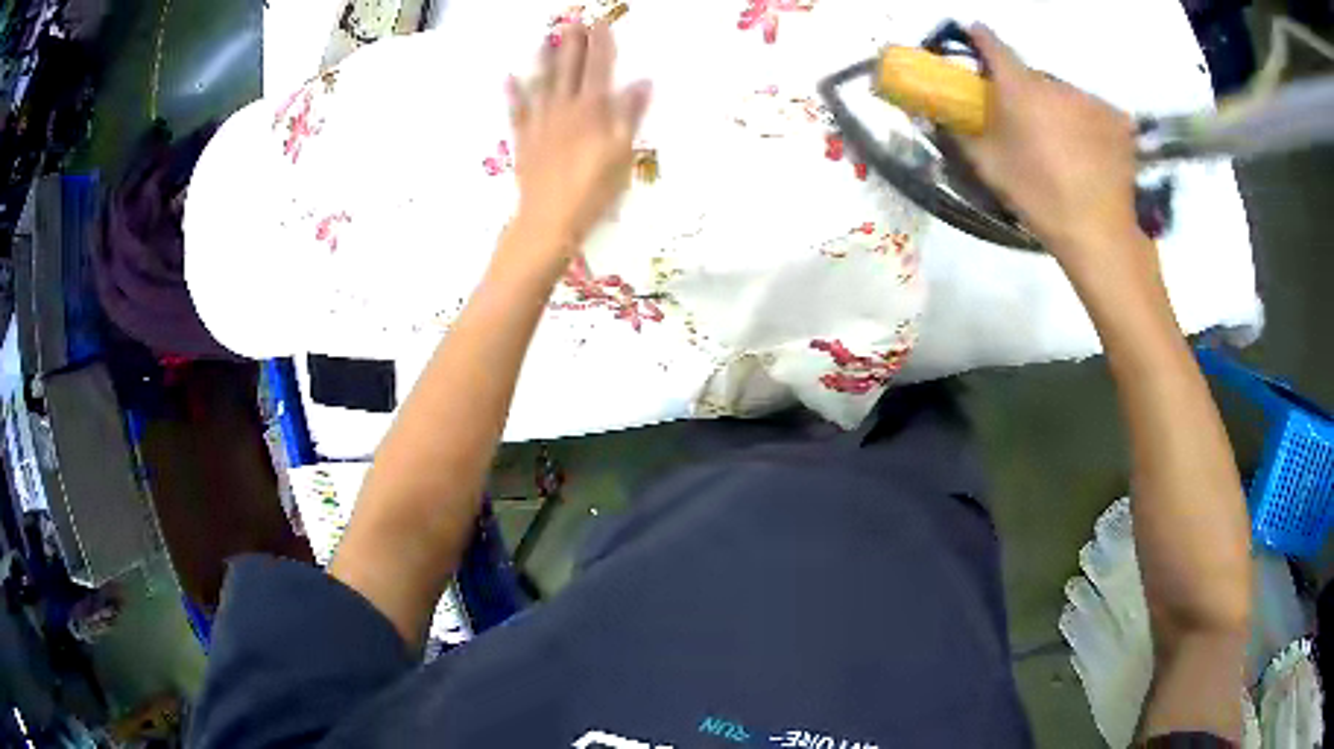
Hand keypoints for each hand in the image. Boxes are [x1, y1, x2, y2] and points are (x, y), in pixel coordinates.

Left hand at [507, 22, 650, 255]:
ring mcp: (541, 123)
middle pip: (570, 69)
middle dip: (573, 43)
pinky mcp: (524, 140)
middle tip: (573, 20)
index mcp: (593, 110)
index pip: (600, 69)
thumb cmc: (593, 190)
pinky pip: (518, 110)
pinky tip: (510, 78)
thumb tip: (642, 81)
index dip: (602, 45)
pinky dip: (514, 93)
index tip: (603, 23)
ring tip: (547, 38)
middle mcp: (565, 109)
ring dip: (545, 59)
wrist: (549, 220)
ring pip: (543, 83)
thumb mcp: (622, 154)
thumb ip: (630, 115)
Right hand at [960, 25, 1144, 276]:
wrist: (1100, 234)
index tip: (973, 39)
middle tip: (1025, 124)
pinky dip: (1087, 125)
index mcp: (1020, 88)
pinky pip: (1093, 112)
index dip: (979, 39)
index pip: (992, 43)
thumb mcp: (989, 167)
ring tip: (1063, 147)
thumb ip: (961, 132)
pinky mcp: (1118, 120)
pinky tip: (1091, 152)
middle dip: (1024, 91)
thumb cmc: (1039, 198)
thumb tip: (938, 112)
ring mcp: (1091, 99)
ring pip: (1064, 95)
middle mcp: (1055, 83)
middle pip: (1032, 77)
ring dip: (1058, 109)